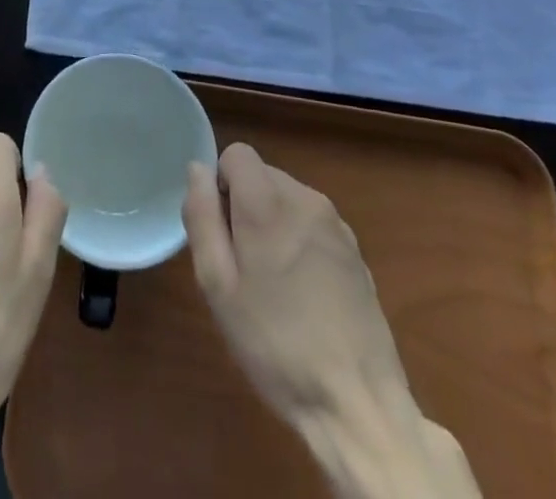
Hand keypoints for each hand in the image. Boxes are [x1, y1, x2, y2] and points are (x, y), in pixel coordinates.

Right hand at [184, 143, 481, 498]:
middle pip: (262, 176)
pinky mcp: (356, 251)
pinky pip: (313, 225)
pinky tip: (305, 295)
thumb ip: (202, 216)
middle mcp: (305, 198)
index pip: (236, 154)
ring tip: (274, 285)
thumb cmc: (274, 342)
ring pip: (288, 200)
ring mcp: (337, 224)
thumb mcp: (217, 284)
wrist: (357, 402)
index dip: (221, 184)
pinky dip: (300, 242)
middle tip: (242, 266)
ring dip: (273, 224)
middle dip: (245, 206)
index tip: (222, 231)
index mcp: (268, 201)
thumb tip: (197, 170)